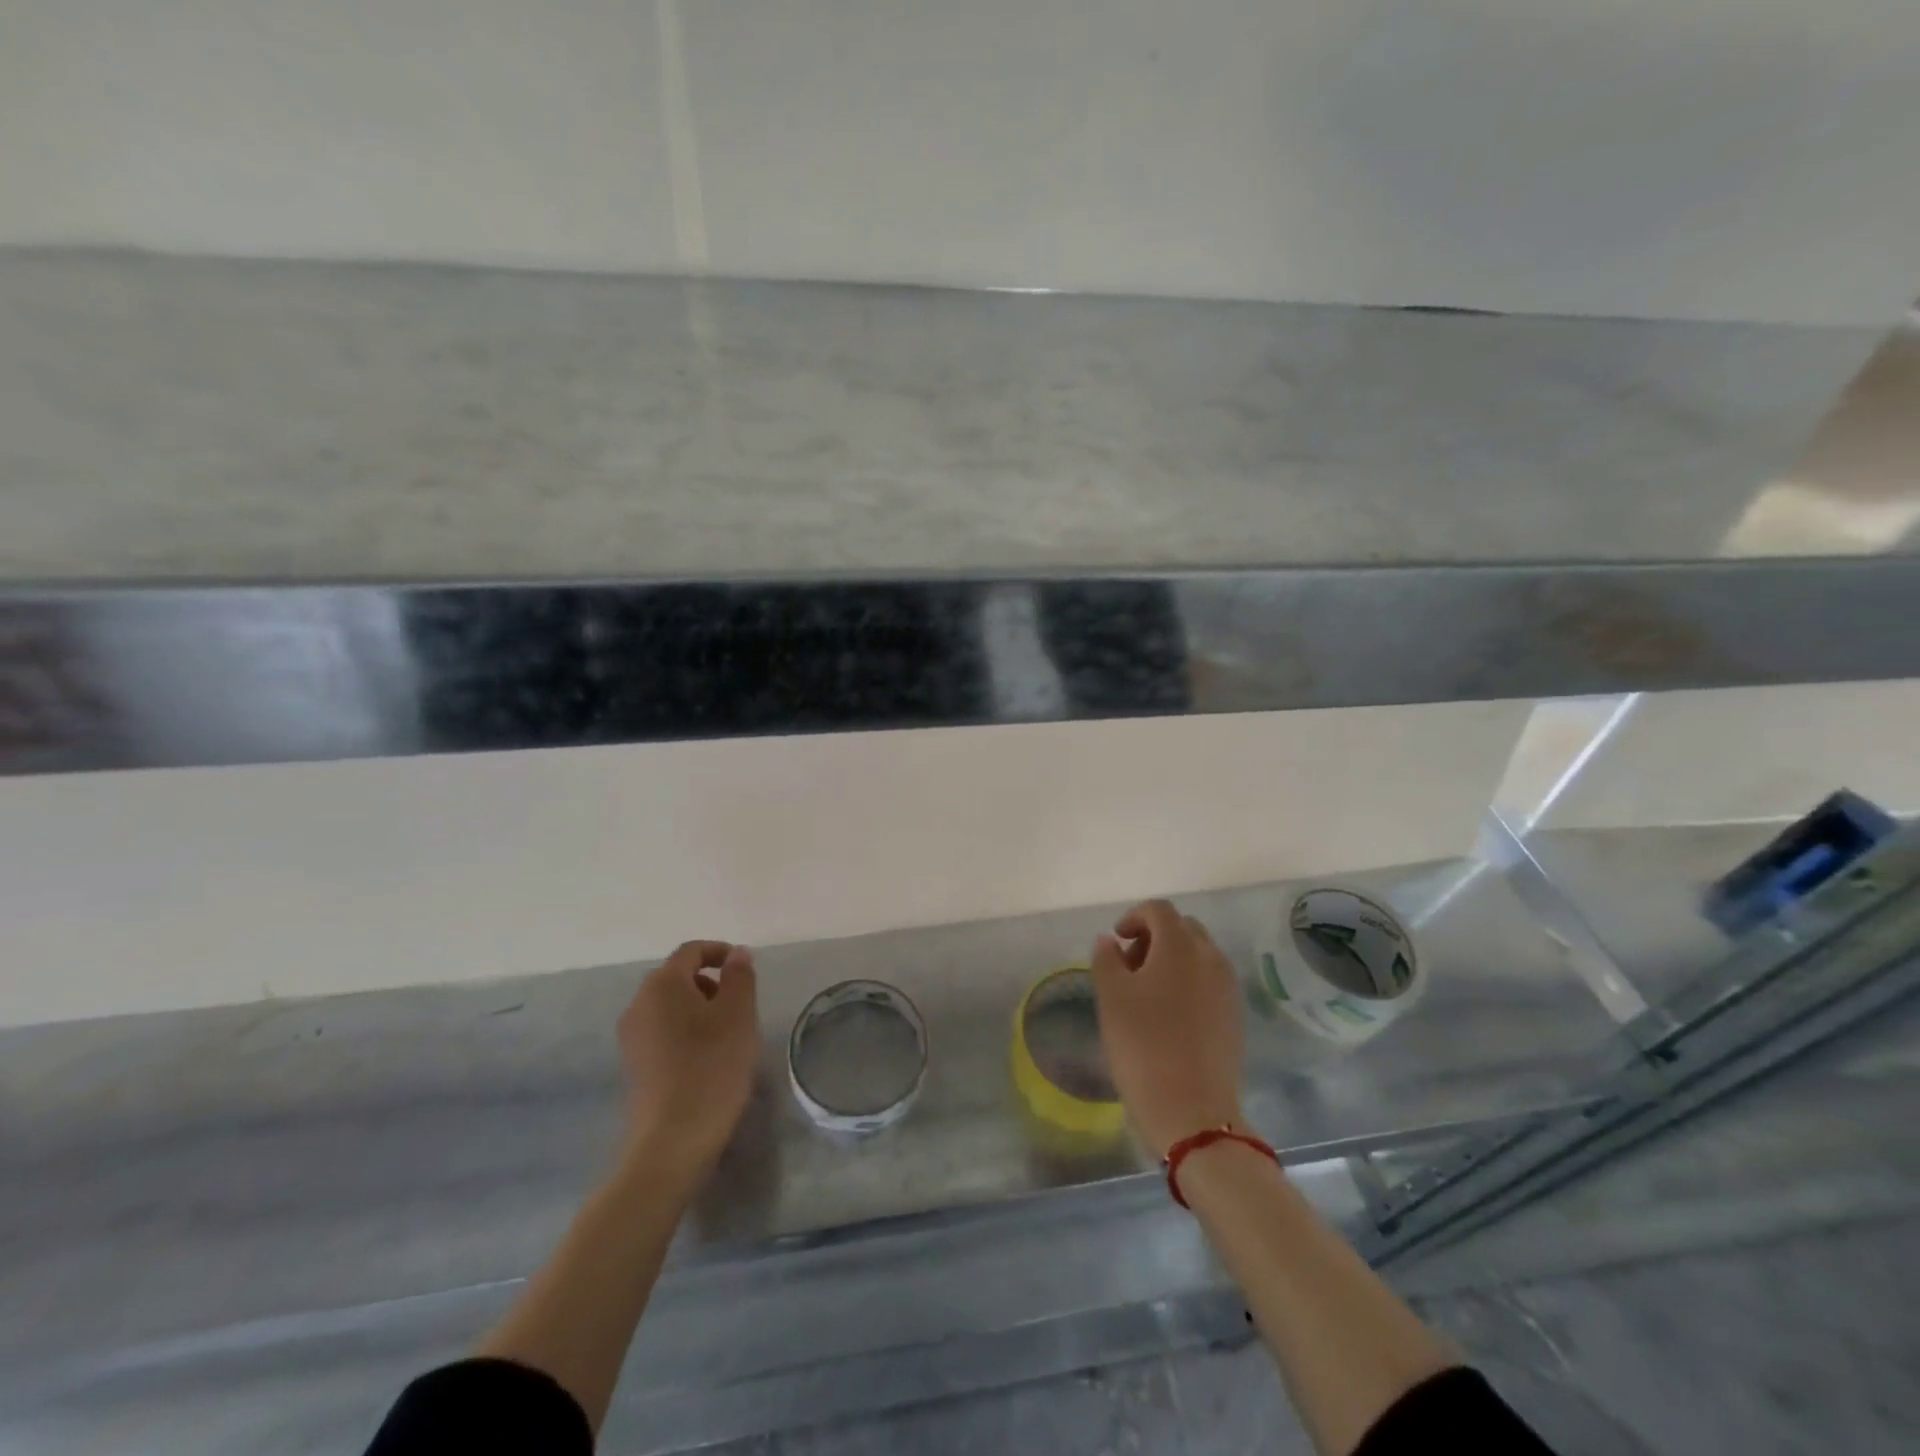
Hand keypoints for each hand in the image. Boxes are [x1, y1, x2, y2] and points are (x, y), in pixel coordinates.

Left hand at [618, 941, 760, 1177]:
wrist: (671, 1141)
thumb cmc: (712, 1067)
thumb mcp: (738, 1015)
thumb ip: (739, 976)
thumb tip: (735, 953)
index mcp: (663, 984)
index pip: (691, 951)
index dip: (719, 952)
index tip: (744, 968)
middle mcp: (639, 1003)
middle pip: (677, 976)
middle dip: (710, 982)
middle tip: (740, 1004)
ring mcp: (631, 1036)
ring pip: (669, 1005)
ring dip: (698, 1008)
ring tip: (727, 1033)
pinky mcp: (633, 1064)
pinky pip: (661, 1031)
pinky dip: (684, 1031)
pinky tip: (706, 1057)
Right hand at [1091, 900, 1245, 1157]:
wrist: (1193, 1111)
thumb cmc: (1144, 1046)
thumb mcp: (1111, 998)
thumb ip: (1106, 959)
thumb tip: (1109, 941)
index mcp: (1181, 946)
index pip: (1159, 910)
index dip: (1134, 917)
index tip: (1116, 941)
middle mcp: (1211, 958)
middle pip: (1182, 928)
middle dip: (1154, 936)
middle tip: (1129, 965)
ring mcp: (1228, 987)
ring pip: (1199, 954)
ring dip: (1172, 959)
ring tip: (1146, 993)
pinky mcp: (1235, 1015)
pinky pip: (1210, 981)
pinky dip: (1189, 981)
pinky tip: (1170, 1015)